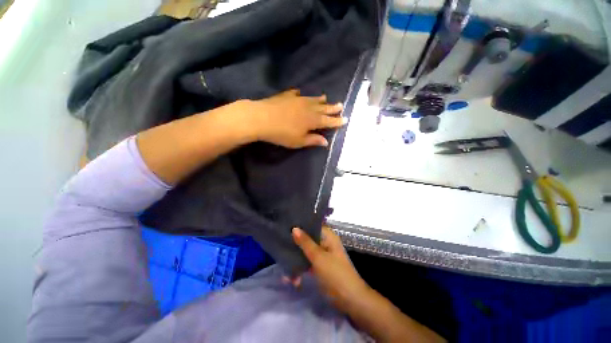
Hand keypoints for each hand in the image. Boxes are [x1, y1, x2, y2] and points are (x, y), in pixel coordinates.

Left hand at [246, 90, 345, 147]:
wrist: (262, 118)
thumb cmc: (282, 134)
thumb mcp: (298, 141)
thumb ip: (313, 140)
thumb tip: (326, 142)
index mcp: (312, 120)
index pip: (328, 121)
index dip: (337, 121)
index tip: (345, 119)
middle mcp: (308, 108)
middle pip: (323, 108)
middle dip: (332, 108)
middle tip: (341, 105)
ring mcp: (298, 100)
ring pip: (312, 99)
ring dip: (320, 100)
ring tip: (326, 98)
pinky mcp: (287, 96)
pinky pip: (296, 94)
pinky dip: (301, 95)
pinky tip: (300, 93)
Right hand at [292, 226, 370, 313]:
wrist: (350, 300)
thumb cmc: (335, 274)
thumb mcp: (318, 257)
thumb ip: (305, 242)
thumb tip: (294, 228)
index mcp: (328, 236)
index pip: (313, 225)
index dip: (301, 225)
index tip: (287, 226)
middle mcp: (325, 243)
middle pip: (308, 239)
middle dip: (295, 245)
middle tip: (281, 246)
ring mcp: (323, 256)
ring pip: (306, 253)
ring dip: (297, 261)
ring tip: (285, 272)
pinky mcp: (321, 267)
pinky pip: (308, 264)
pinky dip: (301, 270)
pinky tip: (292, 280)